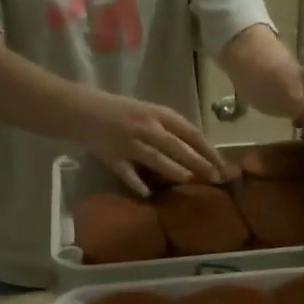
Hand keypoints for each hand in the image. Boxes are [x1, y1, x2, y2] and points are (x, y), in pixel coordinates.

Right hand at [77, 91, 231, 194]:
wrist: (80, 109)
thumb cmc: (120, 111)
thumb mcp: (148, 113)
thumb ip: (169, 130)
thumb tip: (197, 151)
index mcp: (158, 114)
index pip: (190, 132)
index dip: (208, 149)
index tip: (223, 164)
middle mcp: (146, 127)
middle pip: (177, 146)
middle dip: (199, 162)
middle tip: (216, 177)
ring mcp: (128, 142)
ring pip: (155, 157)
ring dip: (173, 169)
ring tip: (190, 180)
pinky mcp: (111, 156)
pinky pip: (126, 172)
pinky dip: (136, 183)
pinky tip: (147, 194)